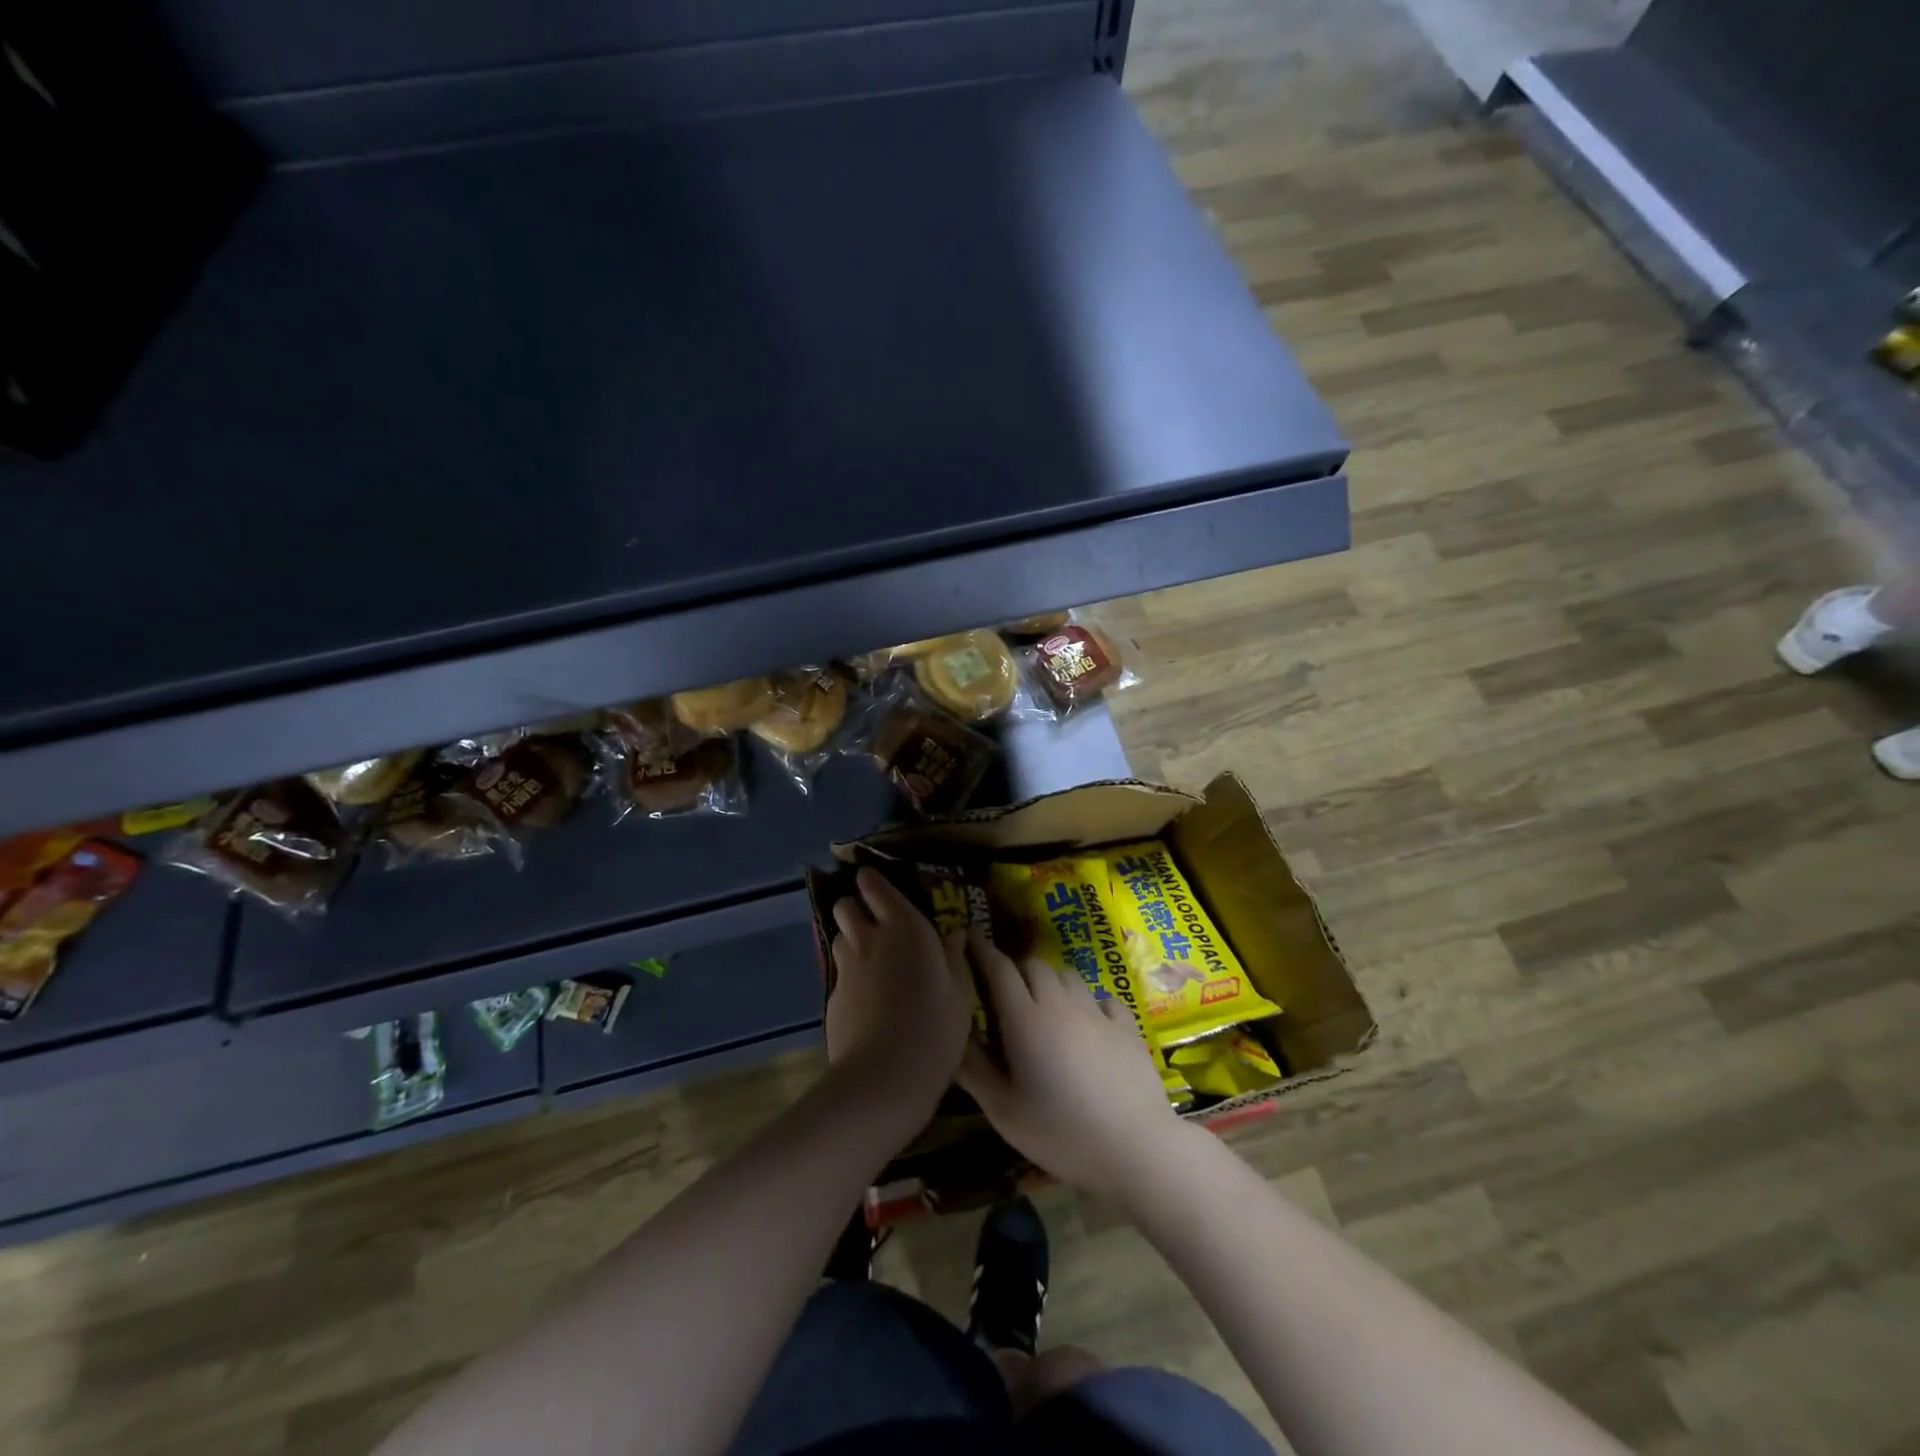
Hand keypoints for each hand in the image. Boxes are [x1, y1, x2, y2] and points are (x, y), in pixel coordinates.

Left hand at [824, 868, 974, 1126]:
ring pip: (839, 938)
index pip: (874, 885)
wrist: (885, 1077)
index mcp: (904, 927)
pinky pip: (839, 976)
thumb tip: (954, 934)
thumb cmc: (935, 1027)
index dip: (872, 882)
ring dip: (851, 942)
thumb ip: (955, 957)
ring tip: (871, 963)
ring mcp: (845, 969)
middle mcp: (869, 939)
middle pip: (845, 906)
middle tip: (875, 925)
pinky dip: (850, 979)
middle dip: (855, 908)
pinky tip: (866, 1003)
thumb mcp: (960, 992)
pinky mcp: (831, 998)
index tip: (878, 886)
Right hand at [957, 931, 1186, 1202]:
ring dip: (1050, 981)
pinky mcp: (1127, 1026)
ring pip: (1067, 975)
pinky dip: (1088, 1002)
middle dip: (1015, 969)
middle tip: (1005, 991)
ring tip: (1045, 1006)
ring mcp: (1097, 1012)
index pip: (999, 969)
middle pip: (1034, 965)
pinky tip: (1088, 1024)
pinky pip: (1101, 997)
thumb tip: (952, 1035)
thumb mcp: (1003, 1111)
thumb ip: (973, 1069)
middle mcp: (1060, 1004)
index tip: (969, 935)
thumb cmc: (1061, 1134)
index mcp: (1025, 1020)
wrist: (1136, 1149)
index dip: (981, 949)